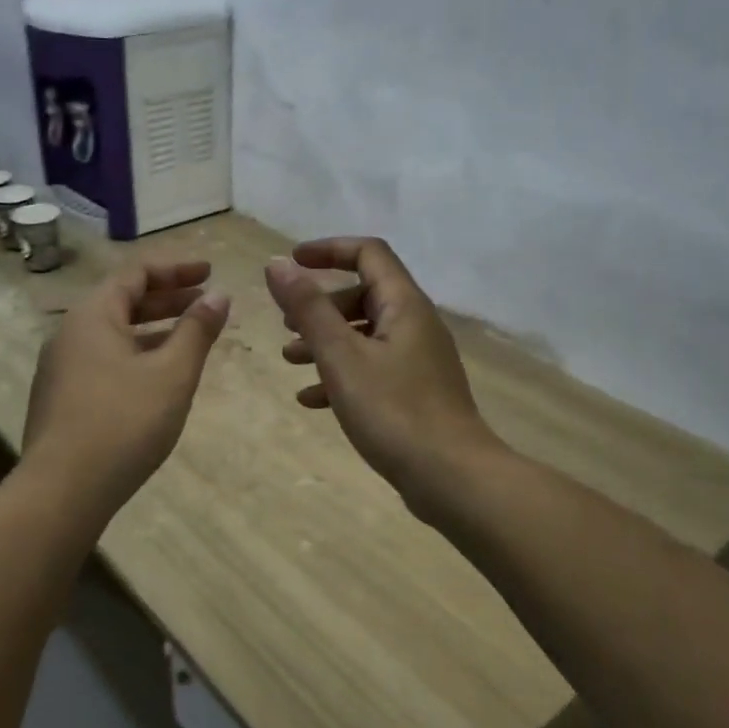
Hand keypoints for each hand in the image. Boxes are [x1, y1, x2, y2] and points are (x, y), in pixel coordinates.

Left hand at [23, 259, 230, 511]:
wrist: (62, 490)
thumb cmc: (123, 422)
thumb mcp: (172, 373)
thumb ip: (197, 330)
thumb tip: (219, 295)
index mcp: (93, 315)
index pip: (137, 273)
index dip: (177, 269)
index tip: (211, 273)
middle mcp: (70, 333)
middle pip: (123, 301)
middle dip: (168, 299)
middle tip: (206, 303)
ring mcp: (61, 368)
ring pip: (114, 334)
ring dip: (154, 330)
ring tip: (190, 339)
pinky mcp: (62, 399)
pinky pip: (104, 361)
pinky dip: (136, 356)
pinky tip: (158, 379)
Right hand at [265, 237, 500, 514]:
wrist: (451, 477)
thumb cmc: (393, 411)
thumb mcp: (341, 357)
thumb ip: (308, 308)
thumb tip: (277, 263)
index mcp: (404, 305)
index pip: (368, 253)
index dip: (328, 250)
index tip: (291, 262)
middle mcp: (415, 325)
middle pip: (364, 294)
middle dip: (320, 305)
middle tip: (286, 324)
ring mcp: (418, 360)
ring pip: (365, 335)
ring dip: (325, 341)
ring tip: (289, 360)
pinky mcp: (415, 393)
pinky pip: (372, 369)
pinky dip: (341, 374)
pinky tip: (311, 400)